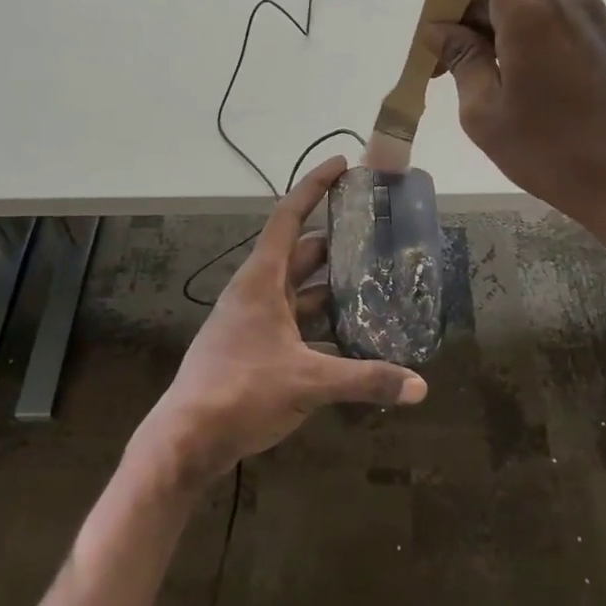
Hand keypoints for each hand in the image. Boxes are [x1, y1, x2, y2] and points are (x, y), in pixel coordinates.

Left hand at [131, 157, 426, 490]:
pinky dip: (321, 323)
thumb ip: (365, 380)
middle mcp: (256, 291)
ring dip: (332, 287)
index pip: (290, 216)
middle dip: (337, 242)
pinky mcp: (254, 347)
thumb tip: (420, 386)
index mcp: (262, 279)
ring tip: (375, 284)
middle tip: (377, 235)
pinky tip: (351, 337)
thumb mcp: (308, 383)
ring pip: (299, 290)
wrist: (185, 439)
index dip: (315, 186)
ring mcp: (253, 320)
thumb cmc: (240, 392)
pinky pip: (295, 322)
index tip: (342, 165)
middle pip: (301, 253)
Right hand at [421, 0, 605, 233]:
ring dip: (499, 19)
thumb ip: (460, 58)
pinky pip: (561, 15)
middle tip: (445, 55)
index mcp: (532, 8)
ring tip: (480, 71)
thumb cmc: (553, 152)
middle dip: (469, 4)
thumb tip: (442, 30)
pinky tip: (522, 78)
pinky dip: (530, 30)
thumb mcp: (485, 112)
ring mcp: (597, 16)